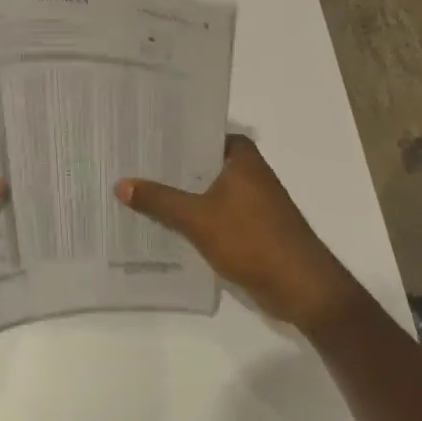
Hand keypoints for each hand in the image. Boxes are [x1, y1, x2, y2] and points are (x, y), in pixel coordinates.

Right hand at [117, 135, 364, 332]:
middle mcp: (247, 172)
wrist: (300, 287)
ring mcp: (250, 200)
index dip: (169, 135)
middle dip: (167, 167)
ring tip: (135, 190)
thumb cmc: (252, 240)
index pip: (199, 133)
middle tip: (126, 163)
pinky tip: (161, 222)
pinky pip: (211, 212)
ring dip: (177, 193)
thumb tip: (121, 183)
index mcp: (241, 157)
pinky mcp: (249, 226)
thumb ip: (159, 200)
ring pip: (204, 189)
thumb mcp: (198, 218)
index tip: (137, 136)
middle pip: (199, 163)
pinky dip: (190, 215)